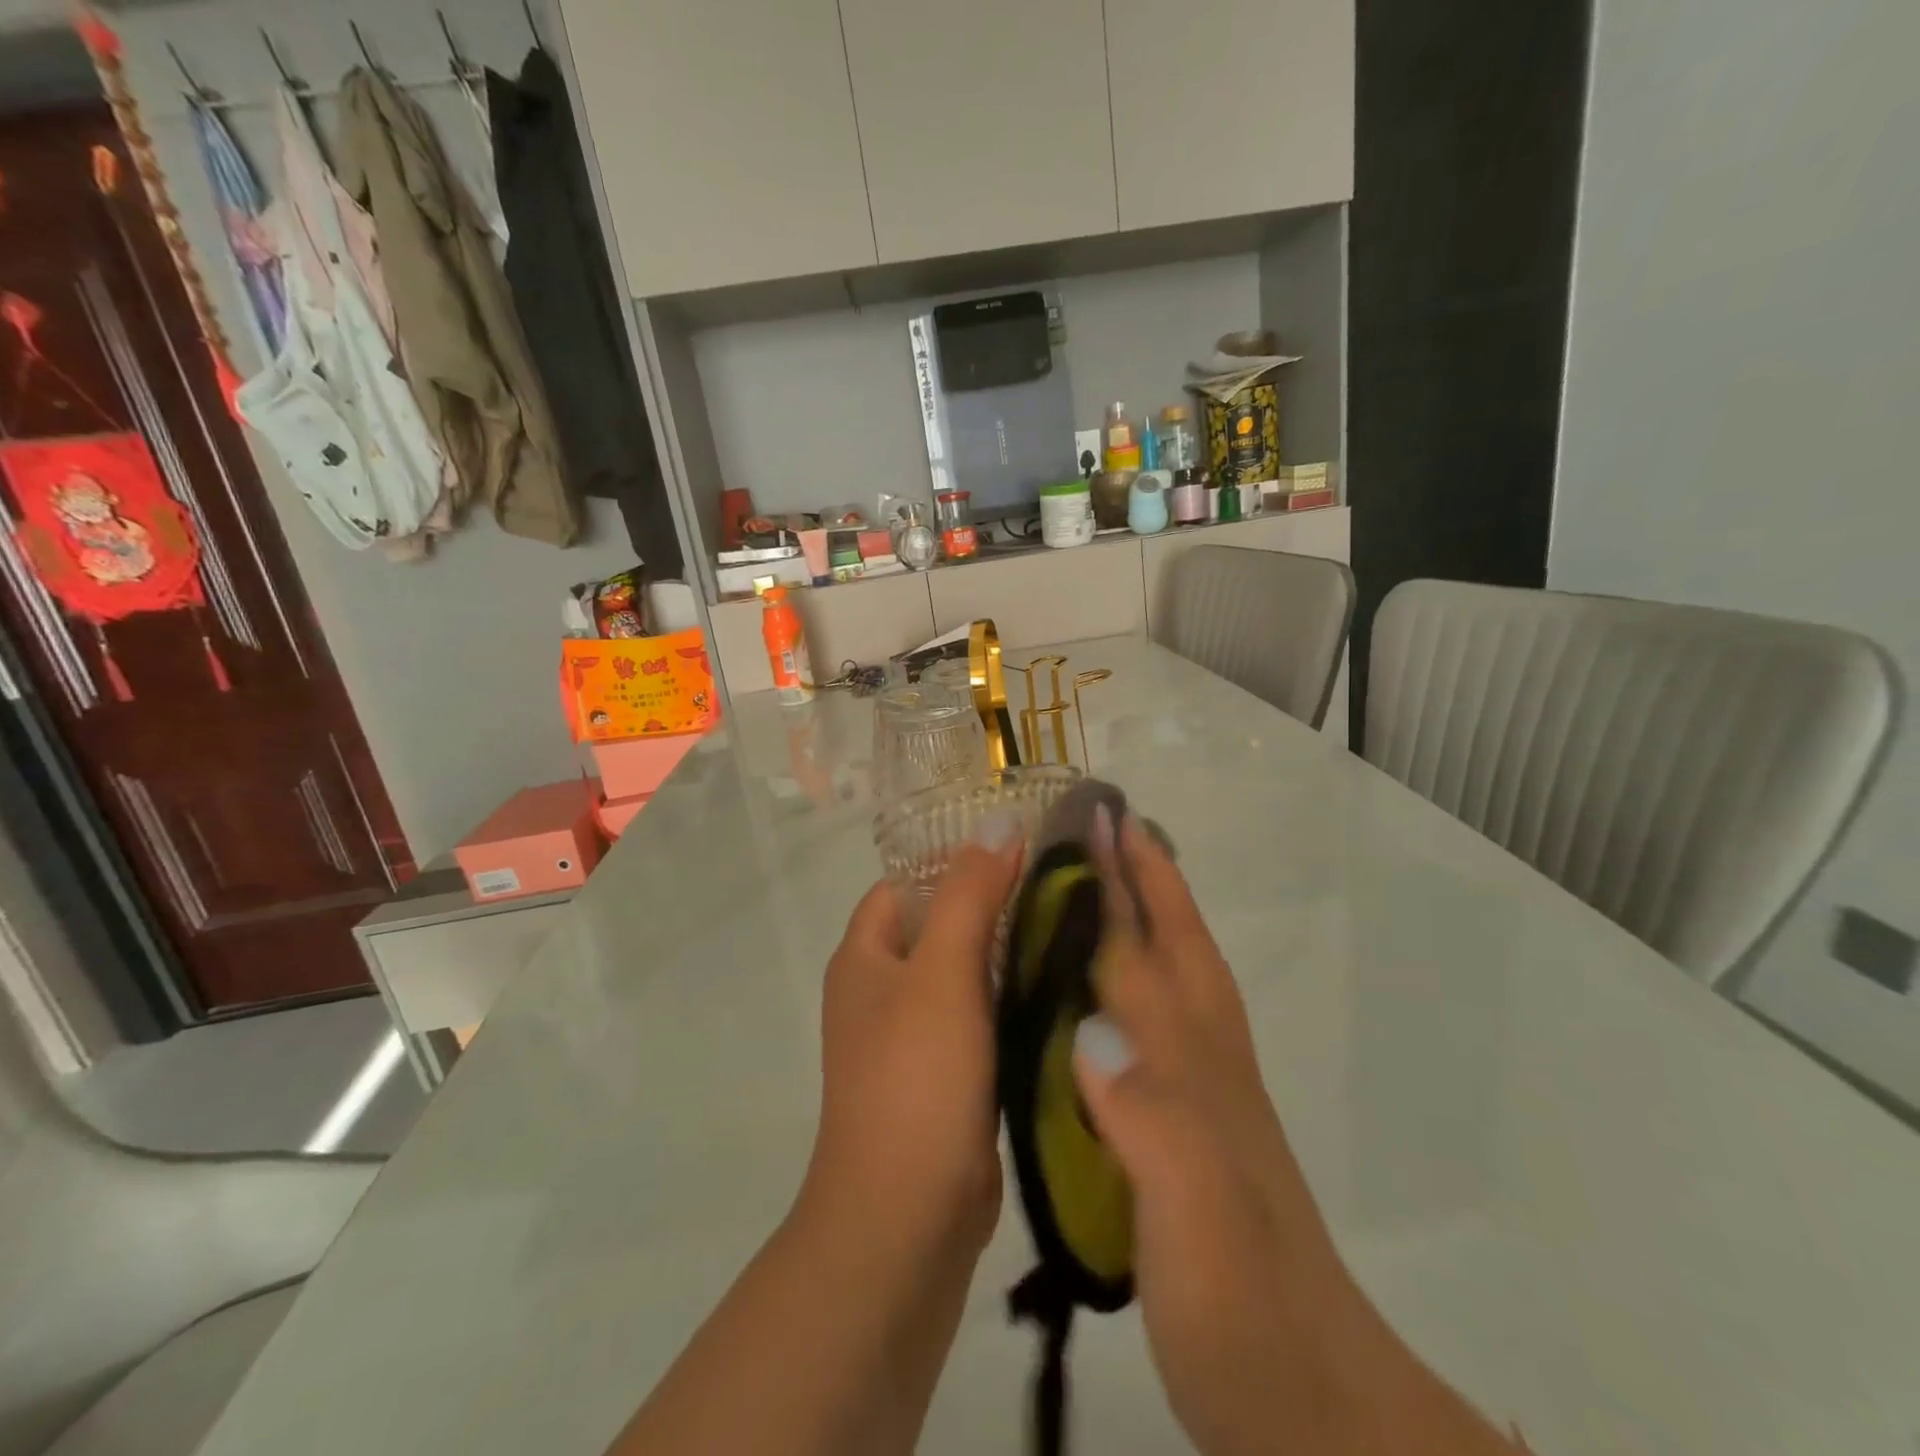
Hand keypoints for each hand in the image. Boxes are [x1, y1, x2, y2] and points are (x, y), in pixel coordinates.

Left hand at [797, 820, 1024, 1265]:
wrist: (906, 1218)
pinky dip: (1014, 1000)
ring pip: (967, 974)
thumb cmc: (915, 1078)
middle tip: (1061, 885)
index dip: (957, 861)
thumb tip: (998, 822)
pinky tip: (1064, 987)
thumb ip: (970, 894)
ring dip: (1009, 953)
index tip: (1021, 849)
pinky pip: (982, 1019)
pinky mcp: (948, 1077)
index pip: (908, 883)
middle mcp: (883, 991)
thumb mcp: (942, 972)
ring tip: (1074, 925)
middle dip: (994, 905)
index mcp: (865, 957)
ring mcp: (915, 1037)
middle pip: (941, 926)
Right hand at [1074, 811, 1520, 1455]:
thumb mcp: (1194, 1217)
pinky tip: (1117, 994)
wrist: (1317, 1406)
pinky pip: (1168, 1027)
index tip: (1098, 821)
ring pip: (1182, 980)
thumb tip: (1087, 1029)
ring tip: (1119, 881)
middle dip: (1147, 879)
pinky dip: (1144, 984)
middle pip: (1177, 949)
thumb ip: (1148, 1119)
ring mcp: (1211, 1097)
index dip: (1120, 885)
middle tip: (1112, 827)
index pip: (1146, 954)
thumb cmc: (1245, 1310)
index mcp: (1192, 1068)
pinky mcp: (1201, 1132)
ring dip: (1155, 919)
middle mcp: (1205, 1065)